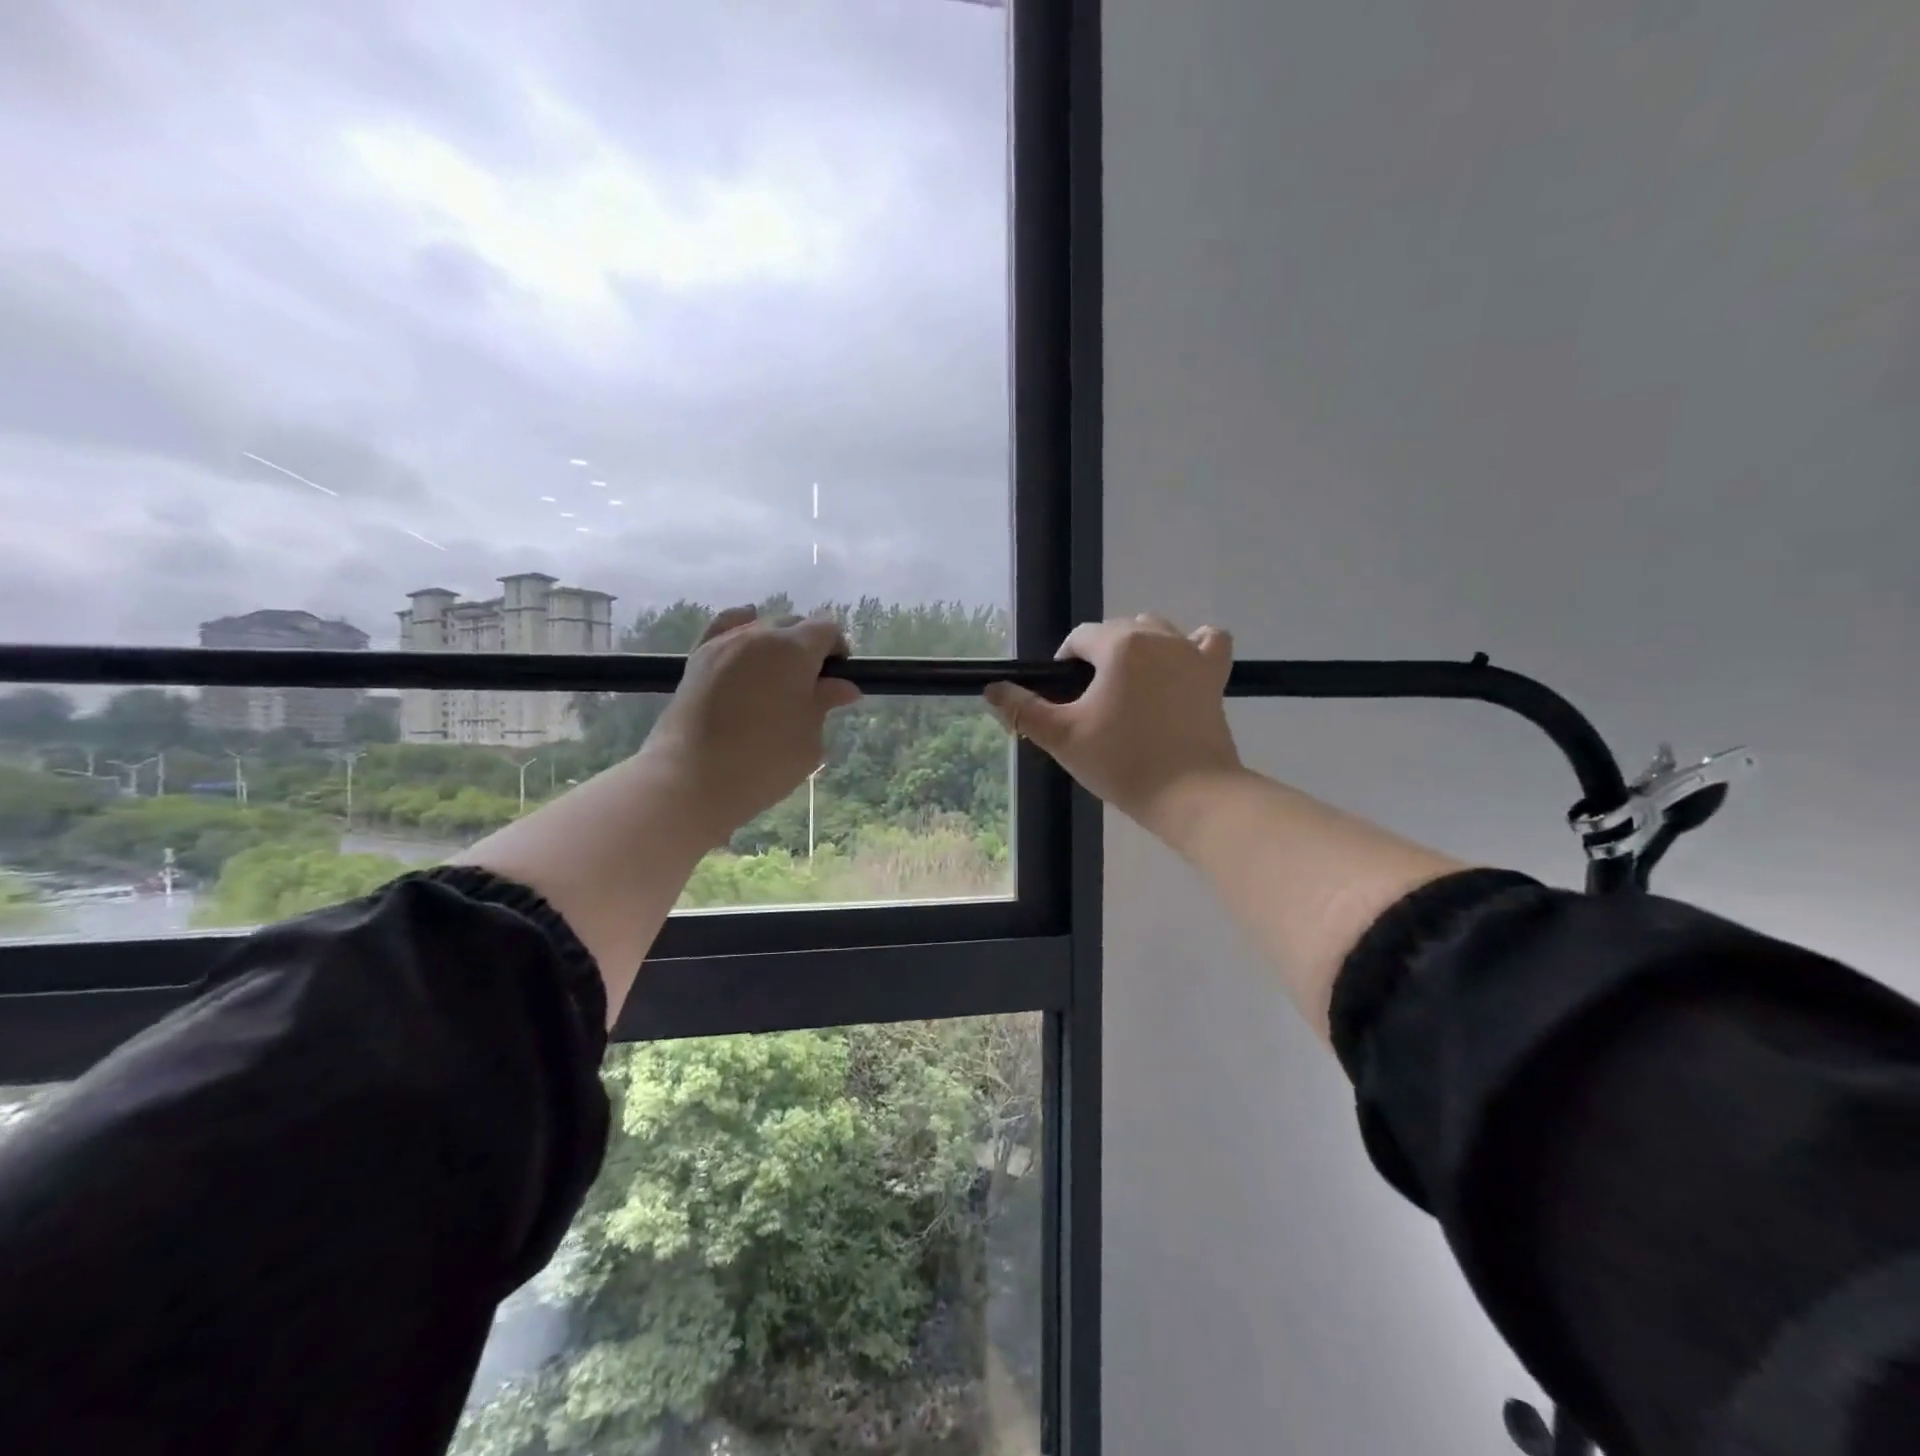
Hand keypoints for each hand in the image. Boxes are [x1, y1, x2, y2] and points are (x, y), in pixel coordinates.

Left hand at [644, 605, 861, 842]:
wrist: (691, 779)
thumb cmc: (764, 761)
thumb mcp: (809, 737)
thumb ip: (825, 703)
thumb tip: (843, 686)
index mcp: (794, 649)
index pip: (826, 629)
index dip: (837, 649)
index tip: (838, 679)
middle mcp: (759, 635)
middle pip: (793, 624)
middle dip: (808, 647)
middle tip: (811, 686)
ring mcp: (724, 643)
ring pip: (760, 628)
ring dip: (776, 645)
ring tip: (777, 679)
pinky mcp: (697, 659)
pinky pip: (724, 628)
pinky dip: (741, 629)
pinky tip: (747, 641)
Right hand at [983, 613, 1242, 833]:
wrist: (1190, 793)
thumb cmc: (1122, 762)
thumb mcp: (1062, 737)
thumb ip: (1023, 710)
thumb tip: (992, 689)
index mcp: (1119, 645)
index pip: (1080, 638)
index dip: (1064, 664)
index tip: (1063, 700)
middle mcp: (1158, 637)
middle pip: (1117, 631)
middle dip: (1098, 657)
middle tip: (1091, 704)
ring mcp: (1192, 654)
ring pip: (1158, 631)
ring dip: (1138, 648)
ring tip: (1129, 687)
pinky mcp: (1215, 675)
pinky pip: (1207, 642)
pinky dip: (1192, 647)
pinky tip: (1180, 666)